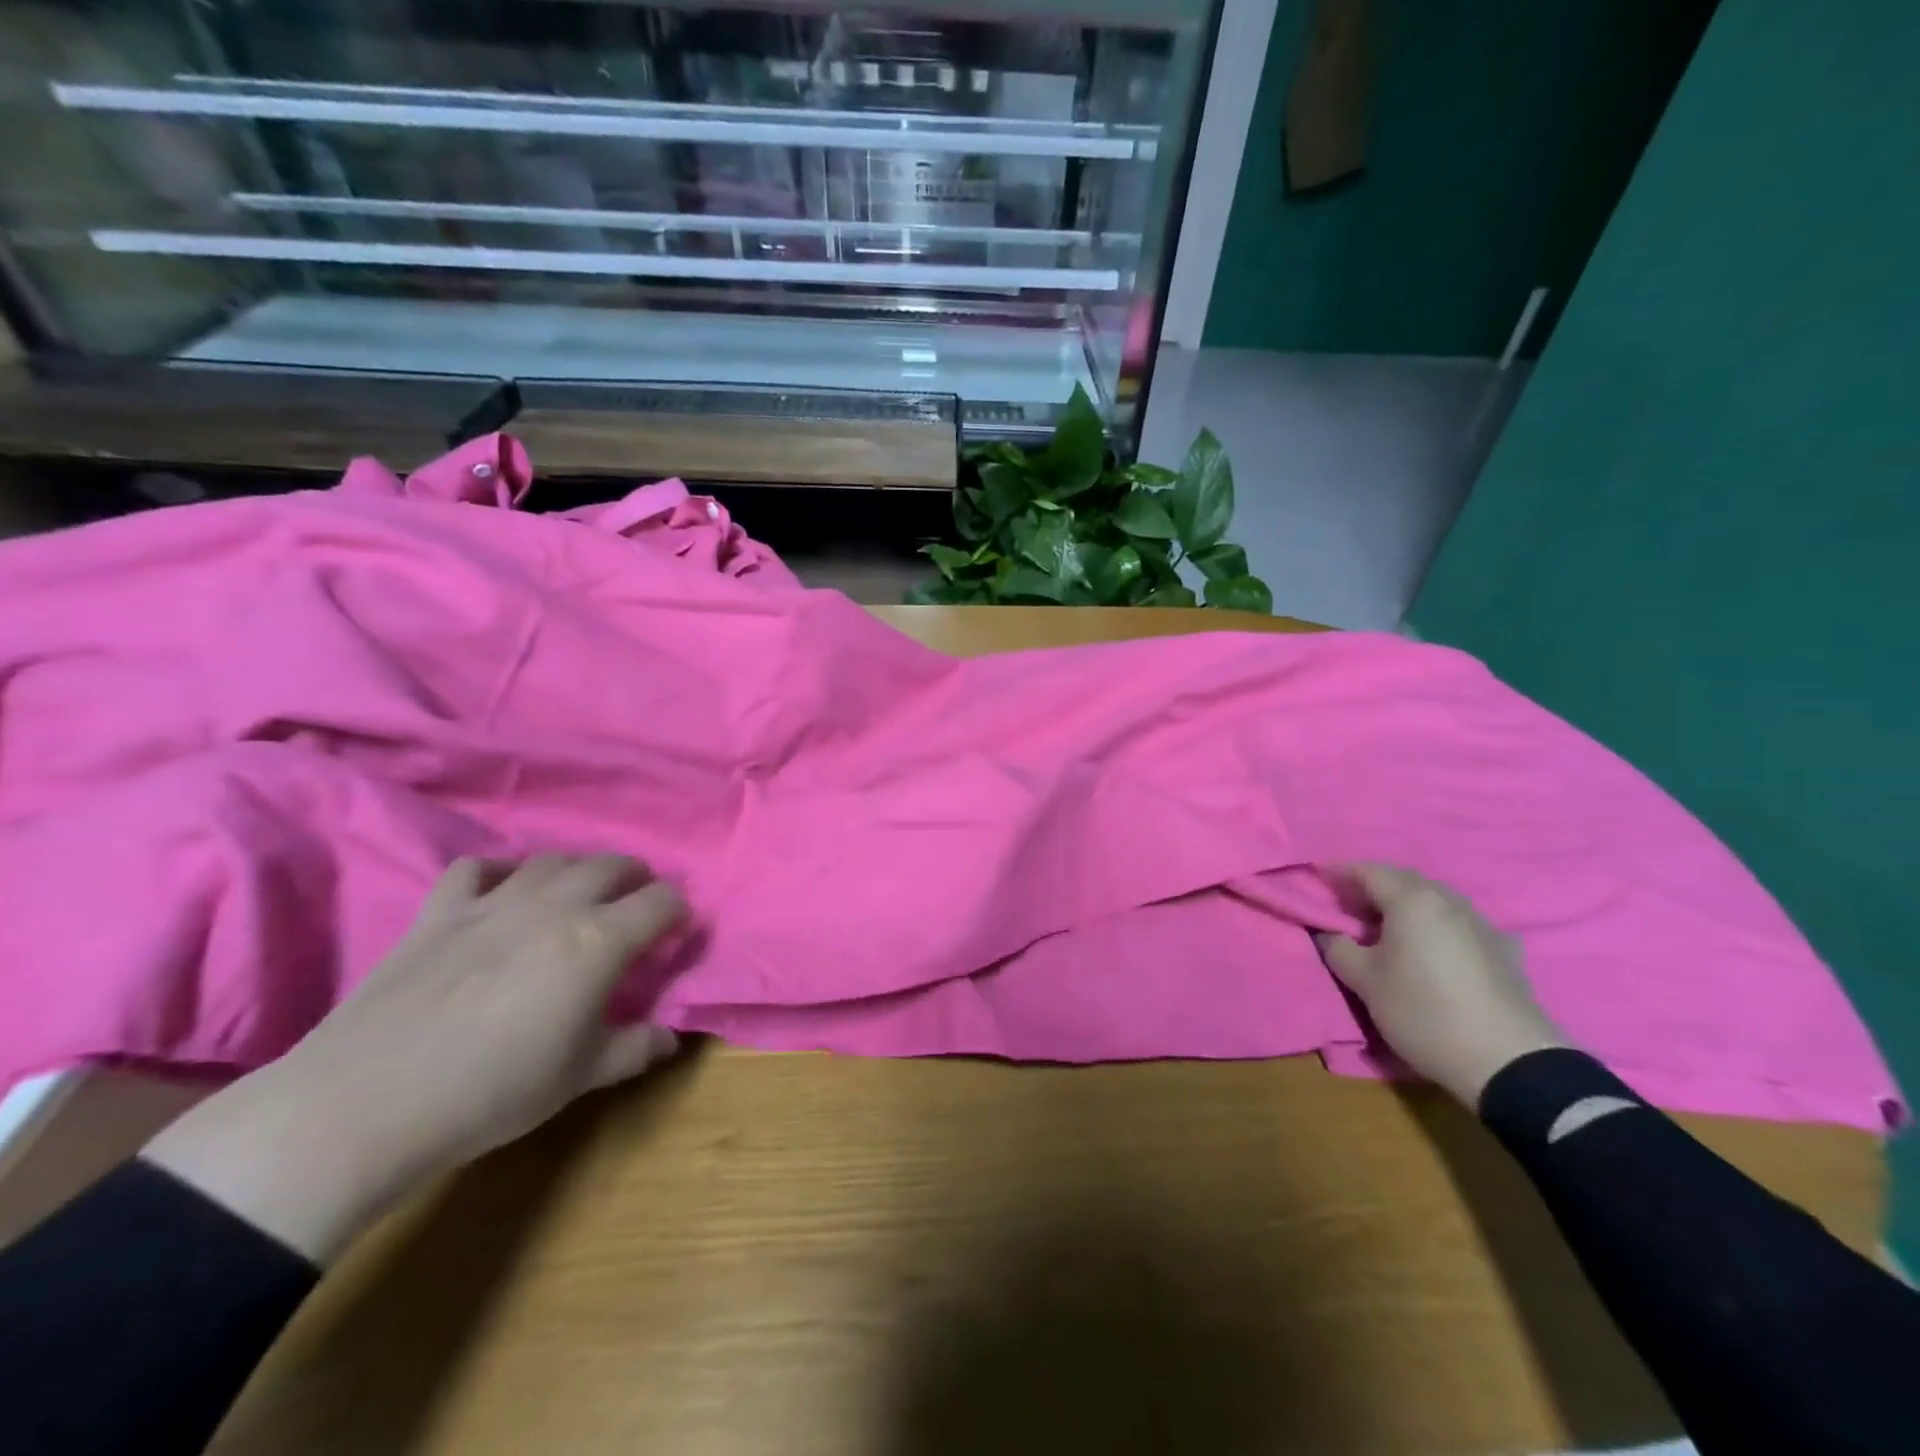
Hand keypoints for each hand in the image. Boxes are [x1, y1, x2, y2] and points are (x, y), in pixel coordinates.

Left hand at [145, 855, 686, 1262]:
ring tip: (578, 892)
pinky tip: (500, 891)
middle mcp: (555, 906)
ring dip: (576, 869)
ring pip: (550, 860)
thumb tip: (671, 1038)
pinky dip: (498, 872)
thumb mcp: (580, 1077)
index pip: (660, 902)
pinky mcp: (440, 912)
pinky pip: (475, 869)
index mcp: (599, 941)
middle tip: (638, 899)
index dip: (677, 911)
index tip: (677, 930)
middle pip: (610, 865)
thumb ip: (635, 1048)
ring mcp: (494, 902)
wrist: (369, 1102)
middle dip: (635, 876)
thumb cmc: (494, 1091)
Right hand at [1317, 864, 1564, 1106]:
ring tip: (1382, 924)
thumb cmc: (1423, 1011)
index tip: (1317, 878)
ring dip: (1403, 905)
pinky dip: (1432, 925)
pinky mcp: (1502, 951)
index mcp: (1412, 901)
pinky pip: (1456, 923)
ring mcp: (1481, 924)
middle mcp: (1448, 901)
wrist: (1509, 1062)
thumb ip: (1337, 948)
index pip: (1367, 871)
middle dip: (1371, 886)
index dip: (1338, 872)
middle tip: (1345, 902)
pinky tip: (1428, 945)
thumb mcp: (1364, 981)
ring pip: (1432, 901)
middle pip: (1402, 881)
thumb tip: (1328, 932)